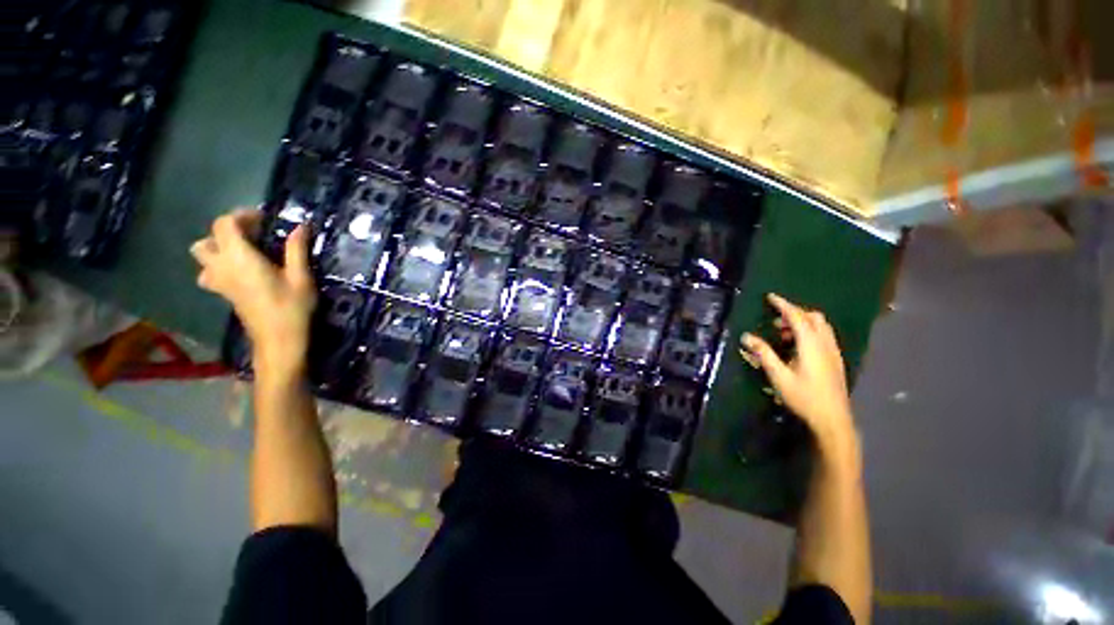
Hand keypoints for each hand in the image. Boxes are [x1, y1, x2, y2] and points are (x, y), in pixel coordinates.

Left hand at [190, 208, 316, 377]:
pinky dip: (219, 265)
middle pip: (207, 239)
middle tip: (254, 235)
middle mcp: (222, 267)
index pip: (224, 224)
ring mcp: (219, 282)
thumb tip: (300, 226)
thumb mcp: (301, 277)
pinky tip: (240, 271)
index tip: (264, 219)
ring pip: (202, 257)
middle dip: (227, 231)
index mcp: (240, 258)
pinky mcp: (223, 294)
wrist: (279, 340)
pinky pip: (208, 272)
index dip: (241, 216)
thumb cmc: (292, 308)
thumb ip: (296, 249)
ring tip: (245, 251)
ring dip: (218, 248)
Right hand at [741, 294, 855, 447]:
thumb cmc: (804, 398)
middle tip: (774, 321)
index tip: (770, 297)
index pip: (797, 317)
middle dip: (794, 313)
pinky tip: (796, 347)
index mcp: (811, 345)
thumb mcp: (779, 376)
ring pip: (820, 327)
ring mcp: (833, 352)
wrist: (833, 420)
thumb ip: (764, 354)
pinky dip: (809, 332)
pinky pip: (823, 336)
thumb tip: (747, 336)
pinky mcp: (835, 361)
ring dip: (802, 323)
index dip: (783, 305)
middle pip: (813, 318)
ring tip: (781, 334)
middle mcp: (825, 344)